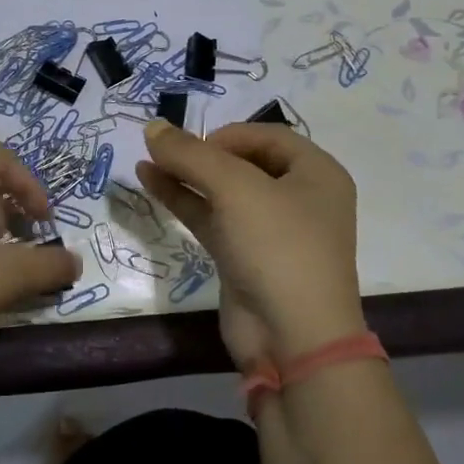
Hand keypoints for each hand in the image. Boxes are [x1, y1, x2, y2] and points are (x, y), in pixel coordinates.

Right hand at [137, 120, 365, 362]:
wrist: (292, 337)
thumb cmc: (278, 247)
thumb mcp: (235, 189)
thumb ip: (190, 155)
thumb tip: (151, 126)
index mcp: (317, 173)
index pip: (268, 136)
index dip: (227, 133)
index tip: (192, 144)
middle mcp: (298, 198)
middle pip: (244, 162)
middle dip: (202, 154)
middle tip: (164, 150)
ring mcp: (270, 231)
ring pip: (223, 191)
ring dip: (186, 175)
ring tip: (145, 160)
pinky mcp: (244, 257)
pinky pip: (212, 218)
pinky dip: (184, 201)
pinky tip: (151, 183)